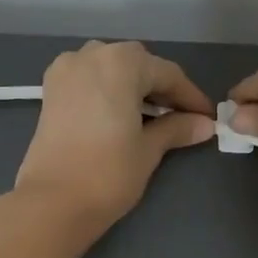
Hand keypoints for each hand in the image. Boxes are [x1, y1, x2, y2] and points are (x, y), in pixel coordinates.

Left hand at [15, 41, 214, 230]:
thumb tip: (204, 124)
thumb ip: (176, 129)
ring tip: (150, 116)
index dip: (190, 97)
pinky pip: (88, 80)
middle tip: (181, 117)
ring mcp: (66, 70)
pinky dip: (108, 91)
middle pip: (137, 65)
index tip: (207, 117)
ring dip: (133, 87)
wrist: (53, 202)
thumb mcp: (148, 150)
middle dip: (160, 89)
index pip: (167, 74)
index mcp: (121, 62)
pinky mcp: (50, 90)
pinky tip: (119, 114)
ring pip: (111, 69)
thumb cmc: (108, 174)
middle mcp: (92, 55)